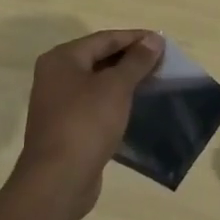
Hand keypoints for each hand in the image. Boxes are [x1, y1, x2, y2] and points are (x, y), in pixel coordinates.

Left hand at [15, 29, 162, 219]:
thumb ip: (136, 61)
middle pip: (99, 58)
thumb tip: (154, 39)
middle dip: (131, 58)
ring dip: (124, 80)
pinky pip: (94, 104)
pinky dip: (115, 100)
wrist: (58, 181)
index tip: (163, 42)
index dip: (135, 38)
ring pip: (97, 82)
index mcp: (62, 58)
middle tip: (161, 62)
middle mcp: (55, 76)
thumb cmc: (86, 123)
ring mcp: (58, 103)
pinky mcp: (66, 127)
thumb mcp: (116, 87)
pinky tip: (135, 105)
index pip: (104, 38)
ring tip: (154, 81)